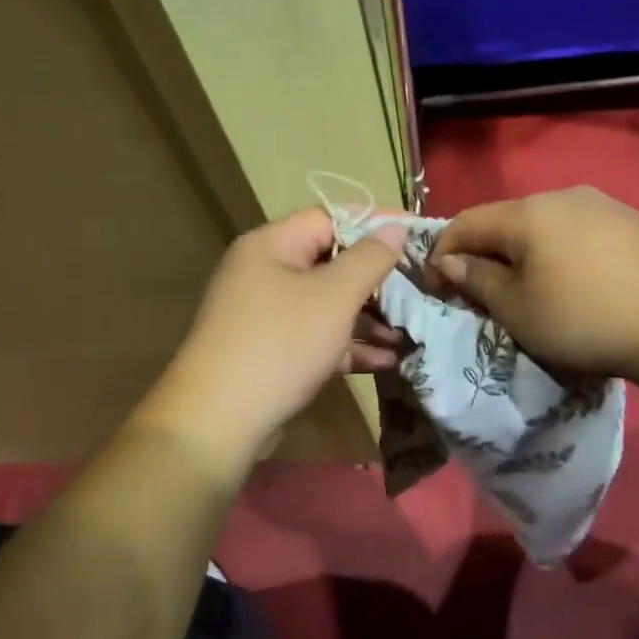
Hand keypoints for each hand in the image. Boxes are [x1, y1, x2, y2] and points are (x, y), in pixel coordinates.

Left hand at [139, 207, 403, 467]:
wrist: (218, 421)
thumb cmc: (281, 344)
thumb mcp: (334, 296)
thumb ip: (370, 258)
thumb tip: (395, 226)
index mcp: (272, 245)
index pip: (330, 217)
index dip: (375, 223)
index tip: (417, 235)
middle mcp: (264, 273)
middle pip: (330, 261)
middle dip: (377, 279)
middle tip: (419, 289)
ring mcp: (265, 314)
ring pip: (326, 304)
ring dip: (368, 317)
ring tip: (409, 332)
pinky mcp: (270, 351)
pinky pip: (316, 336)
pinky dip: (348, 344)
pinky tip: (386, 361)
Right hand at [429, 186, 638, 387]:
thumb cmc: (586, 318)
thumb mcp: (518, 309)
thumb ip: (477, 280)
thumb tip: (451, 261)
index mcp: (526, 213)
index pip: (465, 223)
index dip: (441, 253)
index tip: (436, 288)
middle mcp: (562, 196)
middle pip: (506, 221)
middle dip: (484, 255)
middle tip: (479, 294)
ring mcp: (603, 205)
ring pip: (544, 226)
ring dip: (523, 255)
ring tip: (527, 291)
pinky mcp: (633, 222)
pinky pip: (578, 233)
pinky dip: (559, 255)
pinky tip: (574, 283)